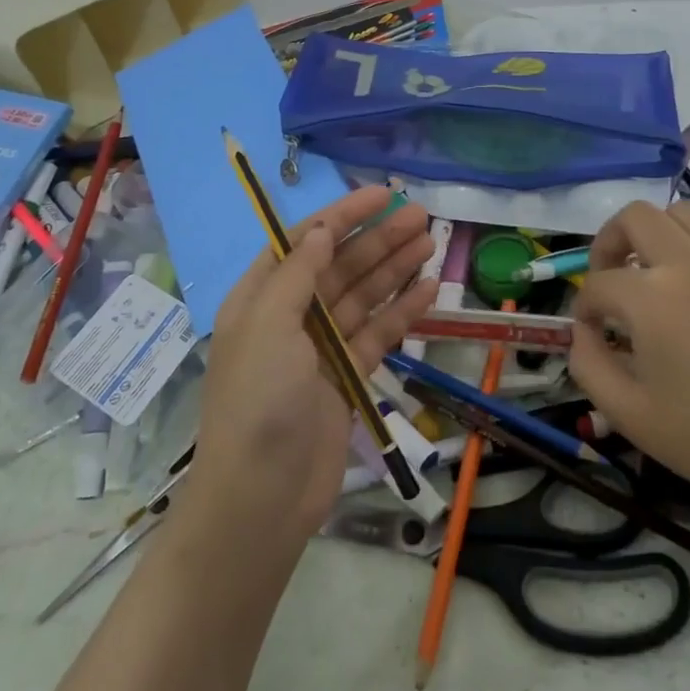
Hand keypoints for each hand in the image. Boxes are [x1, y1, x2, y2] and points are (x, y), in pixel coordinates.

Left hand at [189, 186, 438, 542]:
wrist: (262, 497)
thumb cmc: (258, 401)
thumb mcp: (269, 326)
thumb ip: (298, 273)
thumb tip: (322, 229)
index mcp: (262, 297)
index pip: (305, 241)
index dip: (344, 214)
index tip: (384, 193)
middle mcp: (291, 316)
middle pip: (341, 265)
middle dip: (379, 239)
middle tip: (422, 217)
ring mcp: (321, 348)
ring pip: (363, 296)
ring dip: (394, 269)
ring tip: (431, 244)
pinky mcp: (346, 377)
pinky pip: (378, 334)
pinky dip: (401, 312)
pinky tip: (428, 291)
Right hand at [567, 200, 689, 531]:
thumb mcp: (627, 414)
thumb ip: (587, 364)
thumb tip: (582, 332)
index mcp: (651, 298)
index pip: (598, 284)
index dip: (584, 310)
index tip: (591, 335)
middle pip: (634, 217)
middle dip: (609, 243)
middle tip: (610, 280)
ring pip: (682, 212)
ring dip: (657, 234)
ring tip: (655, 272)